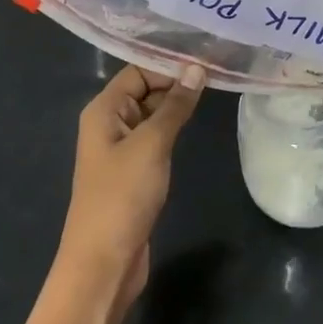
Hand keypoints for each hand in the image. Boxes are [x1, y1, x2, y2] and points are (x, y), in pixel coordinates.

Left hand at [57, 64, 205, 316]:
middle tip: (218, 72)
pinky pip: (155, 137)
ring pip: (152, 114)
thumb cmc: (122, 196)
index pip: (138, 70)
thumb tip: (197, 68)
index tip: (207, 59)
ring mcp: (121, 148)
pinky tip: (197, 124)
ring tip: (215, 90)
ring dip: (178, 105)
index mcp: (104, 110)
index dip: (170, 64)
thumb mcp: (152, 144)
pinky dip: (174, 128)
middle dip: (177, 81)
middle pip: (145, 89)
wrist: (103, 264)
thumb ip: (175, 105)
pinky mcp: (133, 171)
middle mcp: (109, 123)